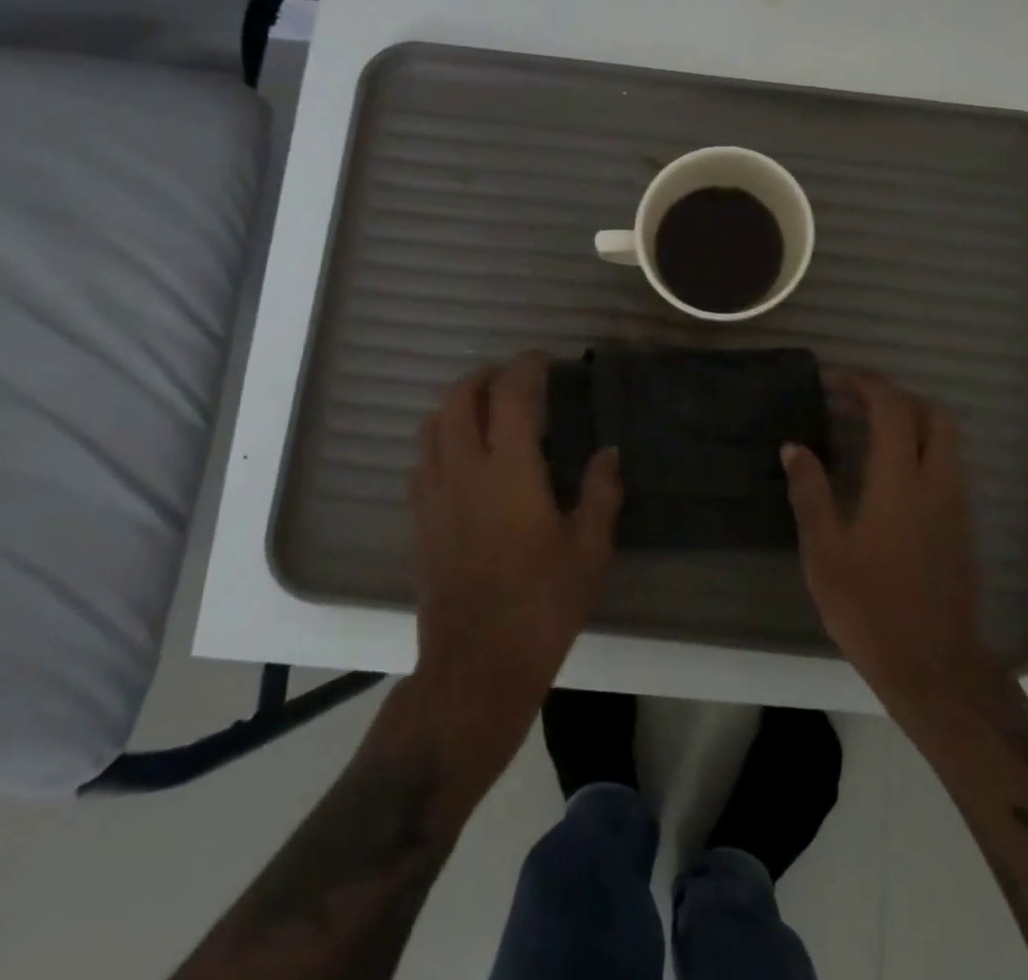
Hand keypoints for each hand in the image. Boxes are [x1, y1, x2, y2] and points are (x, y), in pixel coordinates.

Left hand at [408, 354, 623, 769]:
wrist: (476, 666)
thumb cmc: (542, 605)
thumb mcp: (589, 550)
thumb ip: (600, 493)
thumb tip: (608, 452)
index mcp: (509, 470)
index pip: (511, 395)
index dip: (527, 367)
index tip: (546, 361)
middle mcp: (464, 470)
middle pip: (459, 398)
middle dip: (485, 376)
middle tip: (514, 378)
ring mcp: (434, 494)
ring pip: (431, 425)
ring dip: (457, 403)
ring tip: (486, 408)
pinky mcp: (419, 520)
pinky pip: (421, 459)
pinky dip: (440, 438)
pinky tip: (462, 456)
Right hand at [783, 372, 990, 718]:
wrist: (934, 668)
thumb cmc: (870, 608)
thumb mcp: (824, 551)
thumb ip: (810, 492)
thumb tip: (794, 446)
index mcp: (899, 481)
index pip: (893, 408)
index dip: (865, 384)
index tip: (834, 383)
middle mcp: (936, 481)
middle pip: (933, 413)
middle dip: (896, 397)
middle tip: (855, 405)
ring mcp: (955, 504)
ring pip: (945, 439)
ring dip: (910, 423)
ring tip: (866, 436)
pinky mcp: (962, 526)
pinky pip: (946, 466)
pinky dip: (920, 450)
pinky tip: (886, 478)